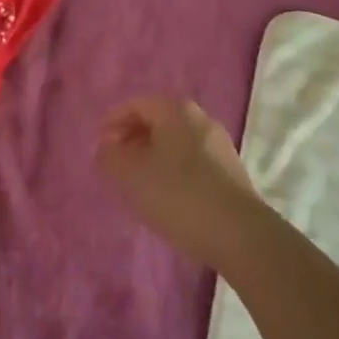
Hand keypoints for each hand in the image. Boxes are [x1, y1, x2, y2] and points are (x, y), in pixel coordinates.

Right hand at [96, 97, 261, 267]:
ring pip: (175, 142)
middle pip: (158, 120)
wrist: (239, 235)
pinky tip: (164, 195)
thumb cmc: (178, 195)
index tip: (98, 145)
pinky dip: (171, 170)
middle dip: (132, 138)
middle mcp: (201, 119)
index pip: (137, 104)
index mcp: (176, 111)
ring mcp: (219, 146)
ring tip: (136, 182)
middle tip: (114, 162)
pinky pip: (191, 161)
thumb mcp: (132, 175)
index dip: (113, 121)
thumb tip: (107, 148)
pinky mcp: (230, 173)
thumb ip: (111, 157)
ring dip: (152, 156)